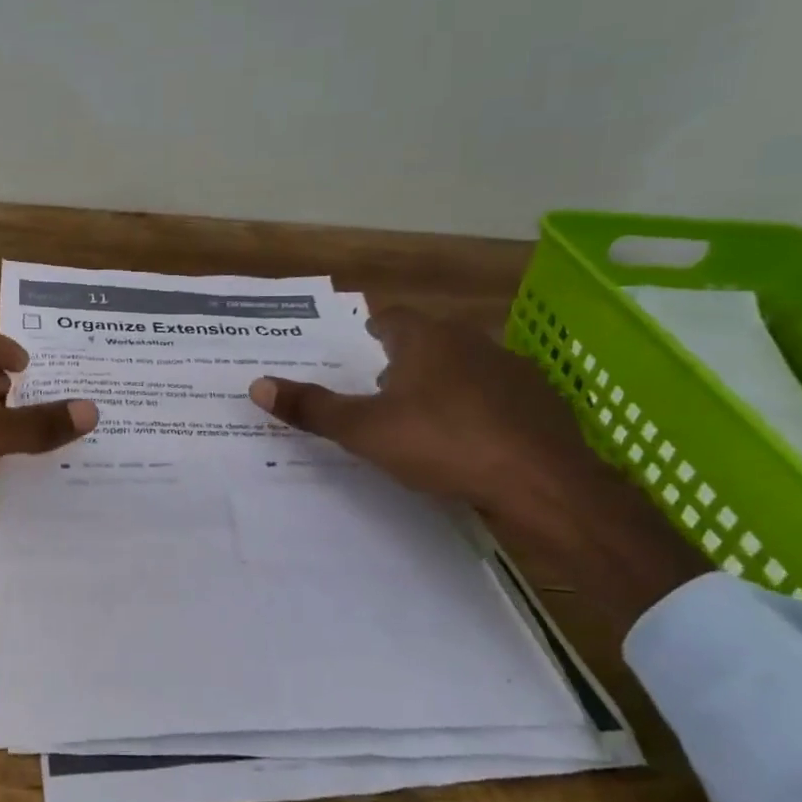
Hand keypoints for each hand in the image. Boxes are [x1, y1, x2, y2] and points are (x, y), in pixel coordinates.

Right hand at [250, 307, 704, 622]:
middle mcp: (471, 343)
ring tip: (422, 416)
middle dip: (405, 359)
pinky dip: (478, 408)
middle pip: (429, 341)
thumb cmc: (444, 444)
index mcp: (426, 340)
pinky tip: (471, 440)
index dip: (373, 331)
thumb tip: (257, 385)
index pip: (391, 319)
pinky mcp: (540, 403)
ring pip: (465, 367)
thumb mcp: (365, 431)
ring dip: (442, 383)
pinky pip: (497, 396)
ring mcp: (512, 371)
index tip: (362, 346)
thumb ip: (312, 408)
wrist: (544, 483)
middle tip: (381, 387)